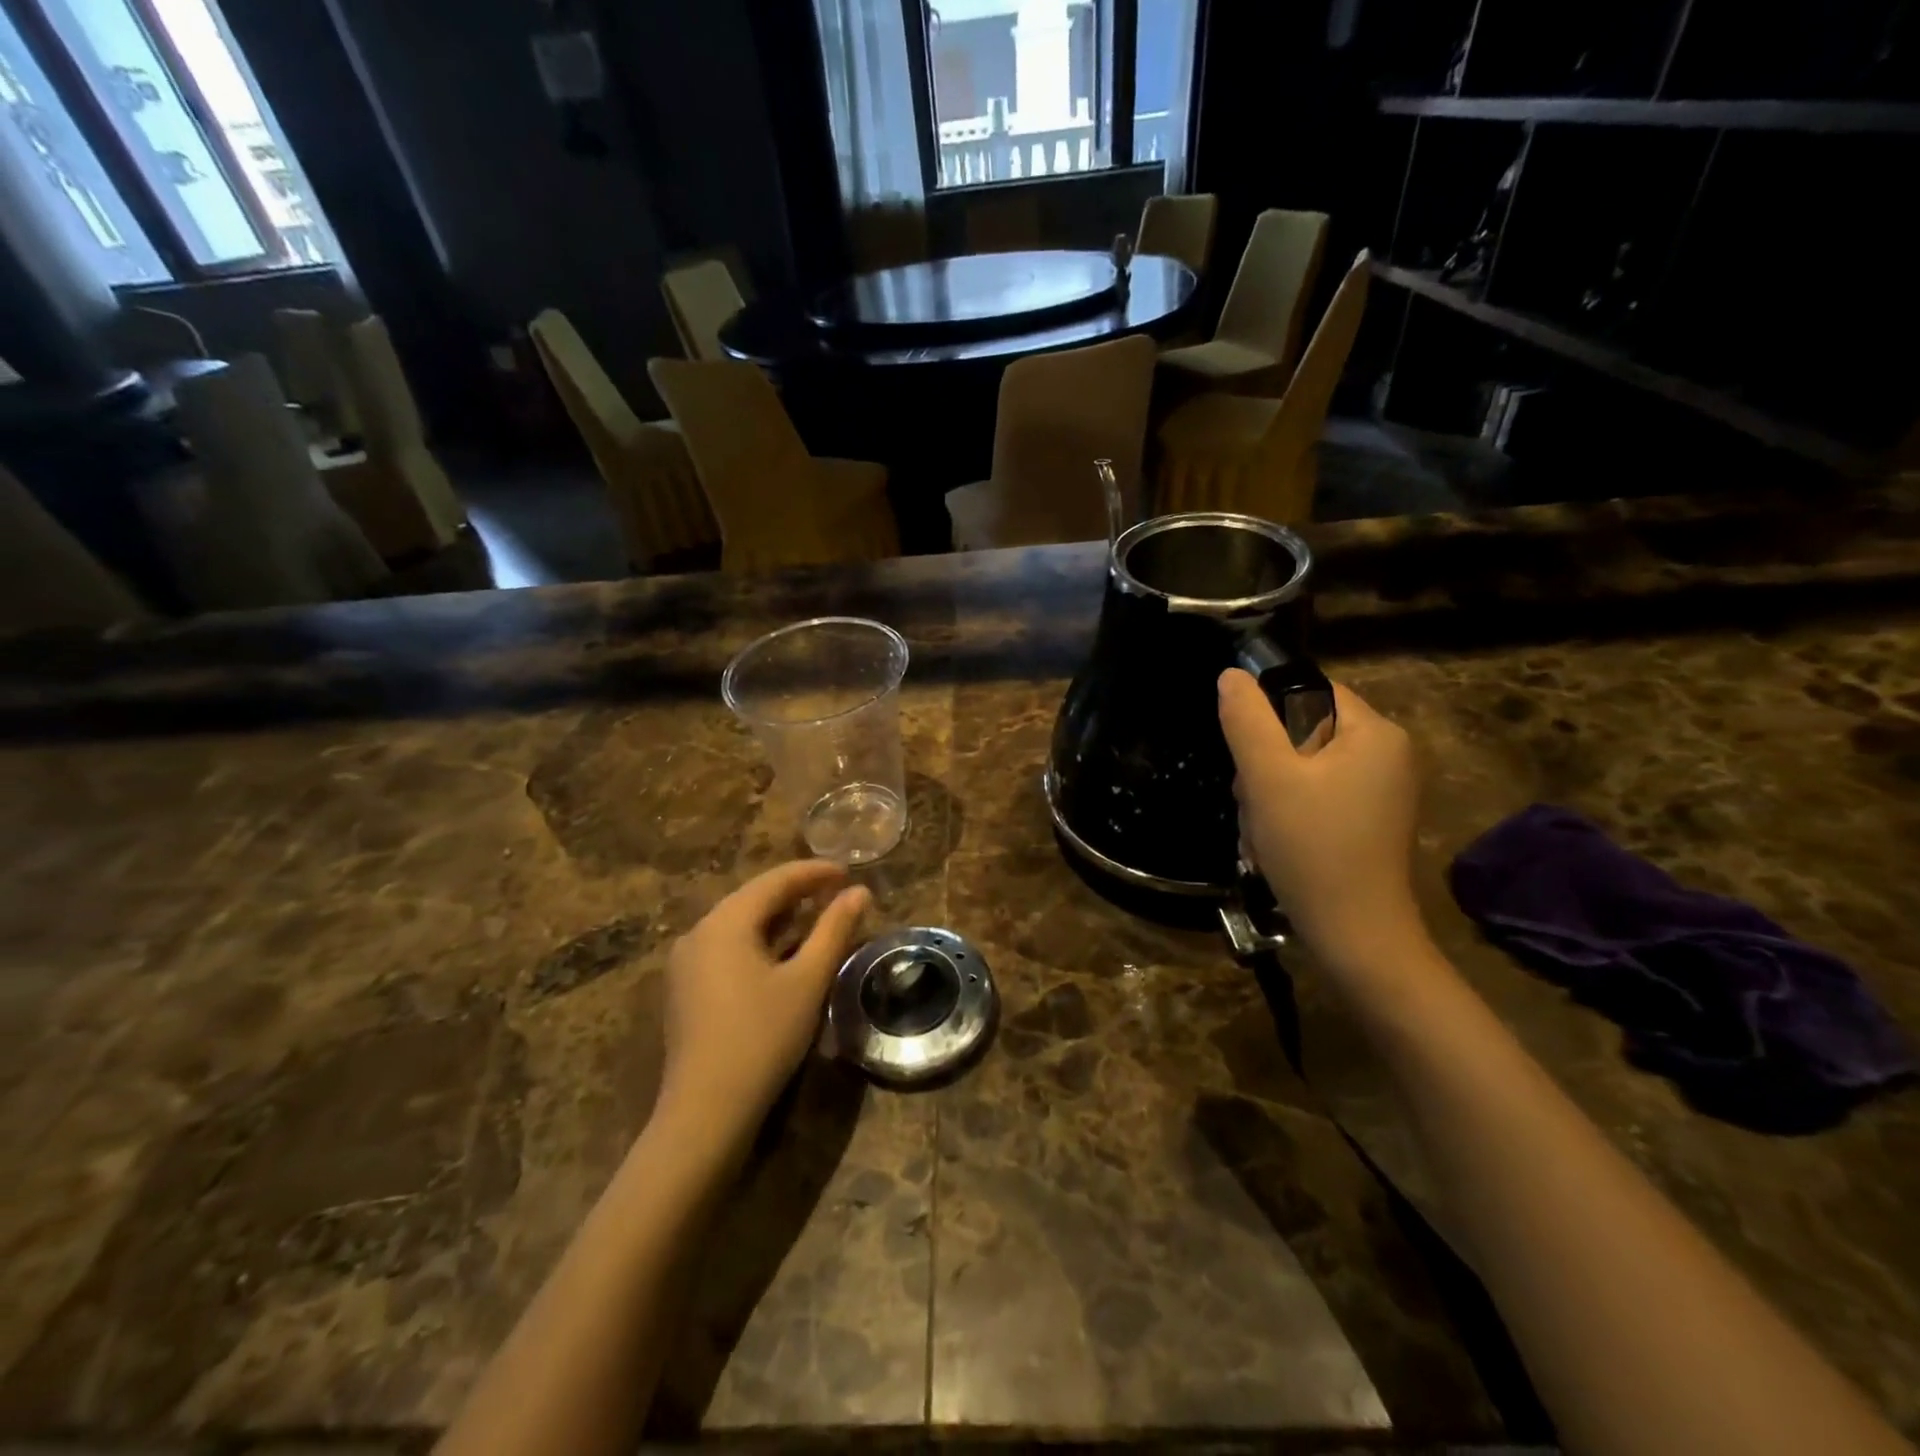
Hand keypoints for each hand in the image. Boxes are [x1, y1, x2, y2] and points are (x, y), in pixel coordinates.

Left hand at [658, 861, 870, 1152]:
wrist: (706, 1111)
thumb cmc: (762, 1038)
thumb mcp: (808, 980)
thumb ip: (835, 930)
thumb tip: (860, 892)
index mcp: (725, 922)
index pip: (775, 881)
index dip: (814, 872)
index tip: (848, 871)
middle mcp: (698, 932)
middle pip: (753, 898)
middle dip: (796, 892)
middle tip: (835, 892)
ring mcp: (686, 962)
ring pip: (739, 923)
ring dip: (778, 917)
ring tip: (815, 918)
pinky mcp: (685, 988)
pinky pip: (726, 947)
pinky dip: (758, 940)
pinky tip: (781, 953)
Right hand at [1219, 671, 1425, 975]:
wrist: (1355, 935)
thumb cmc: (1312, 848)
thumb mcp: (1268, 778)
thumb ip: (1247, 721)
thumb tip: (1231, 676)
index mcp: (1374, 732)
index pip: (1309, 691)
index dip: (1266, 716)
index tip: (1245, 756)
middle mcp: (1386, 754)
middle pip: (1302, 732)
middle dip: (1264, 764)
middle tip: (1252, 802)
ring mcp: (1379, 790)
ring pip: (1301, 767)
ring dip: (1267, 793)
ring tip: (1260, 831)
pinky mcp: (1367, 820)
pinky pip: (1314, 795)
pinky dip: (1286, 813)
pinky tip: (1273, 844)